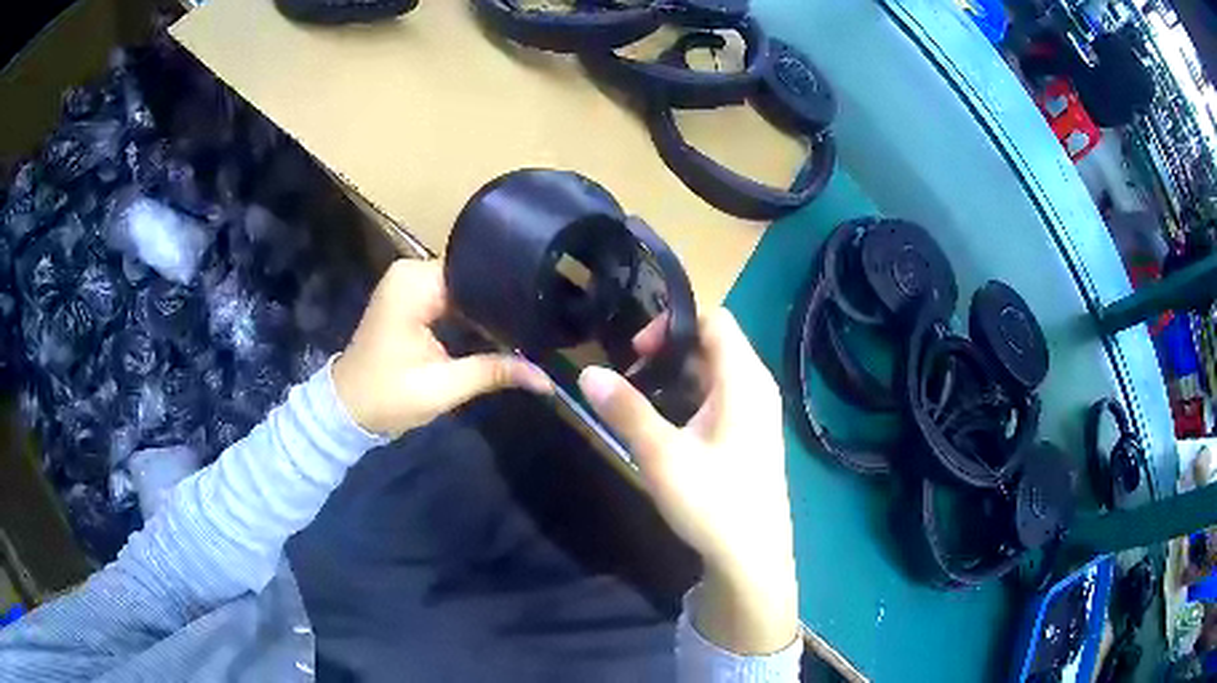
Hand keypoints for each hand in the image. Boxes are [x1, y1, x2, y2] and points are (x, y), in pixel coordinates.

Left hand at [333, 259, 550, 437]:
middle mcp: (412, 272)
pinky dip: (471, 312)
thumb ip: (495, 372)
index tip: (541, 307)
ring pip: (464, 286)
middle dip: (501, 300)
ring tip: (527, 323)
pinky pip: (451, 295)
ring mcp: (409, 282)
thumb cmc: (387, 396)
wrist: (346, 408)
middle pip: (472, 277)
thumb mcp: (443, 387)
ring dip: (487, 307)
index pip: (475, 272)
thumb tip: (546, 379)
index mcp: (415, 283)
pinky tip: (497, 327)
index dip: (508, 291)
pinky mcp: (410, 297)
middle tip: (541, 319)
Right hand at [578, 309, 796, 654]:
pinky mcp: (752, 435)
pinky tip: (667, 426)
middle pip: (714, 344)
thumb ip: (626, 410)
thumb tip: (588, 372)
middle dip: (669, 351)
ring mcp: (758, 413)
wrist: (753, 557)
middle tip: (631, 377)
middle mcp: (757, 388)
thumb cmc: (713, 503)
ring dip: (677, 376)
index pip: (715, 321)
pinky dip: (691, 397)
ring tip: (641, 400)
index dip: (673, 324)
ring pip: (715, 373)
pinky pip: (721, 398)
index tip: (636, 351)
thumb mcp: (662, 456)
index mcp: (745, 382)